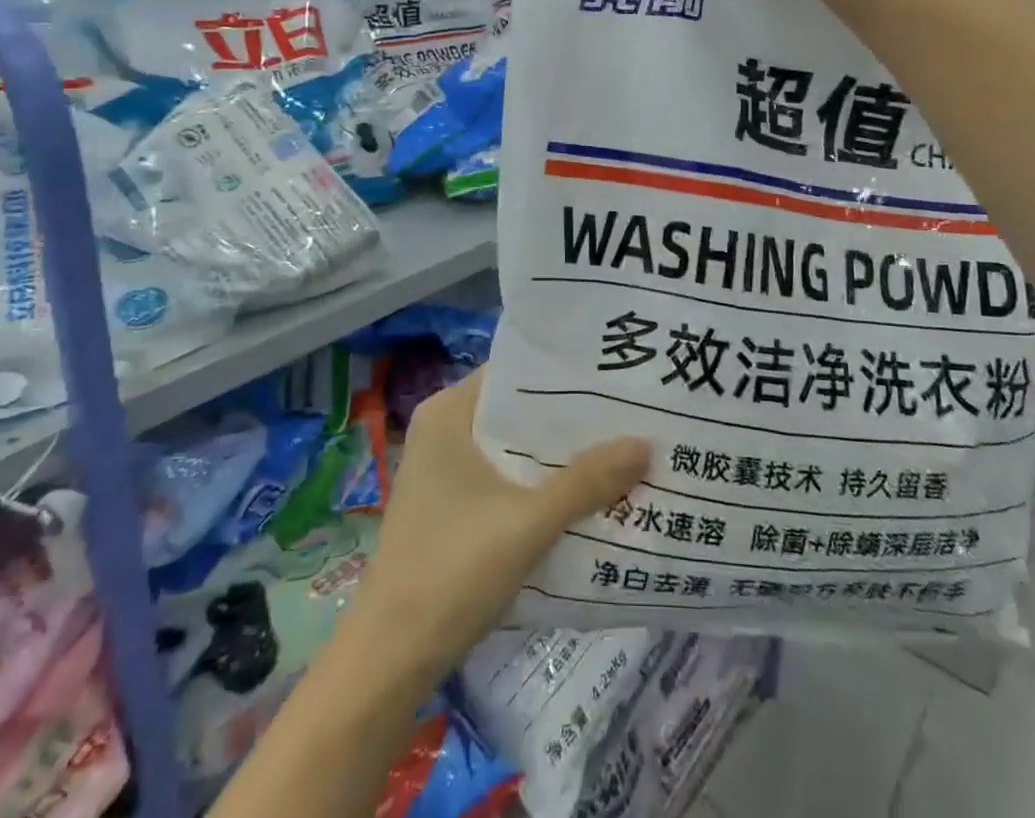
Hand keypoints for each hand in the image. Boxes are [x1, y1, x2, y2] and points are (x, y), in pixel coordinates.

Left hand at [343, 372, 648, 685]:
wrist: (388, 661)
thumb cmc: (451, 571)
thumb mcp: (528, 523)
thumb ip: (587, 481)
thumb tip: (647, 444)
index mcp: (449, 412)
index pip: (516, 372)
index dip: (566, 374)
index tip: (615, 377)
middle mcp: (445, 431)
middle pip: (518, 413)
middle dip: (571, 420)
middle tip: (631, 414)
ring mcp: (445, 473)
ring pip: (515, 451)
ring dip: (559, 457)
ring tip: (621, 450)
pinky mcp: (451, 509)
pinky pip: (506, 482)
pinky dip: (540, 486)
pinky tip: (585, 497)